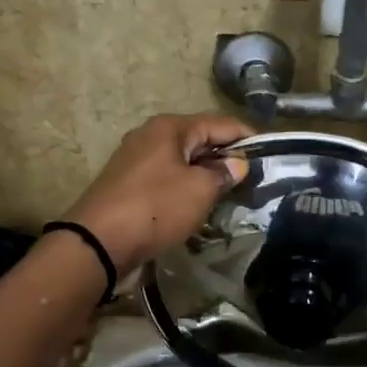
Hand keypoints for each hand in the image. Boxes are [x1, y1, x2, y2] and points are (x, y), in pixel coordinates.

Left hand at [63, 113, 252, 272]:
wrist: (97, 242)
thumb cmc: (155, 208)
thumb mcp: (199, 190)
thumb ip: (223, 173)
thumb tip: (237, 164)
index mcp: (170, 127)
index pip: (221, 123)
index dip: (247, 138)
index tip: (270, 155)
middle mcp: (151, 135)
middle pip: (200, 140)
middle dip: (226, 157)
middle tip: (252, 180)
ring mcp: (135, 159)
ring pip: (182, 160)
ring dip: (205, 174)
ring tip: (229, 194)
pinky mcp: (127, 183)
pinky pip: (166, 178)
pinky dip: (185, 187)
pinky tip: (196, 205)